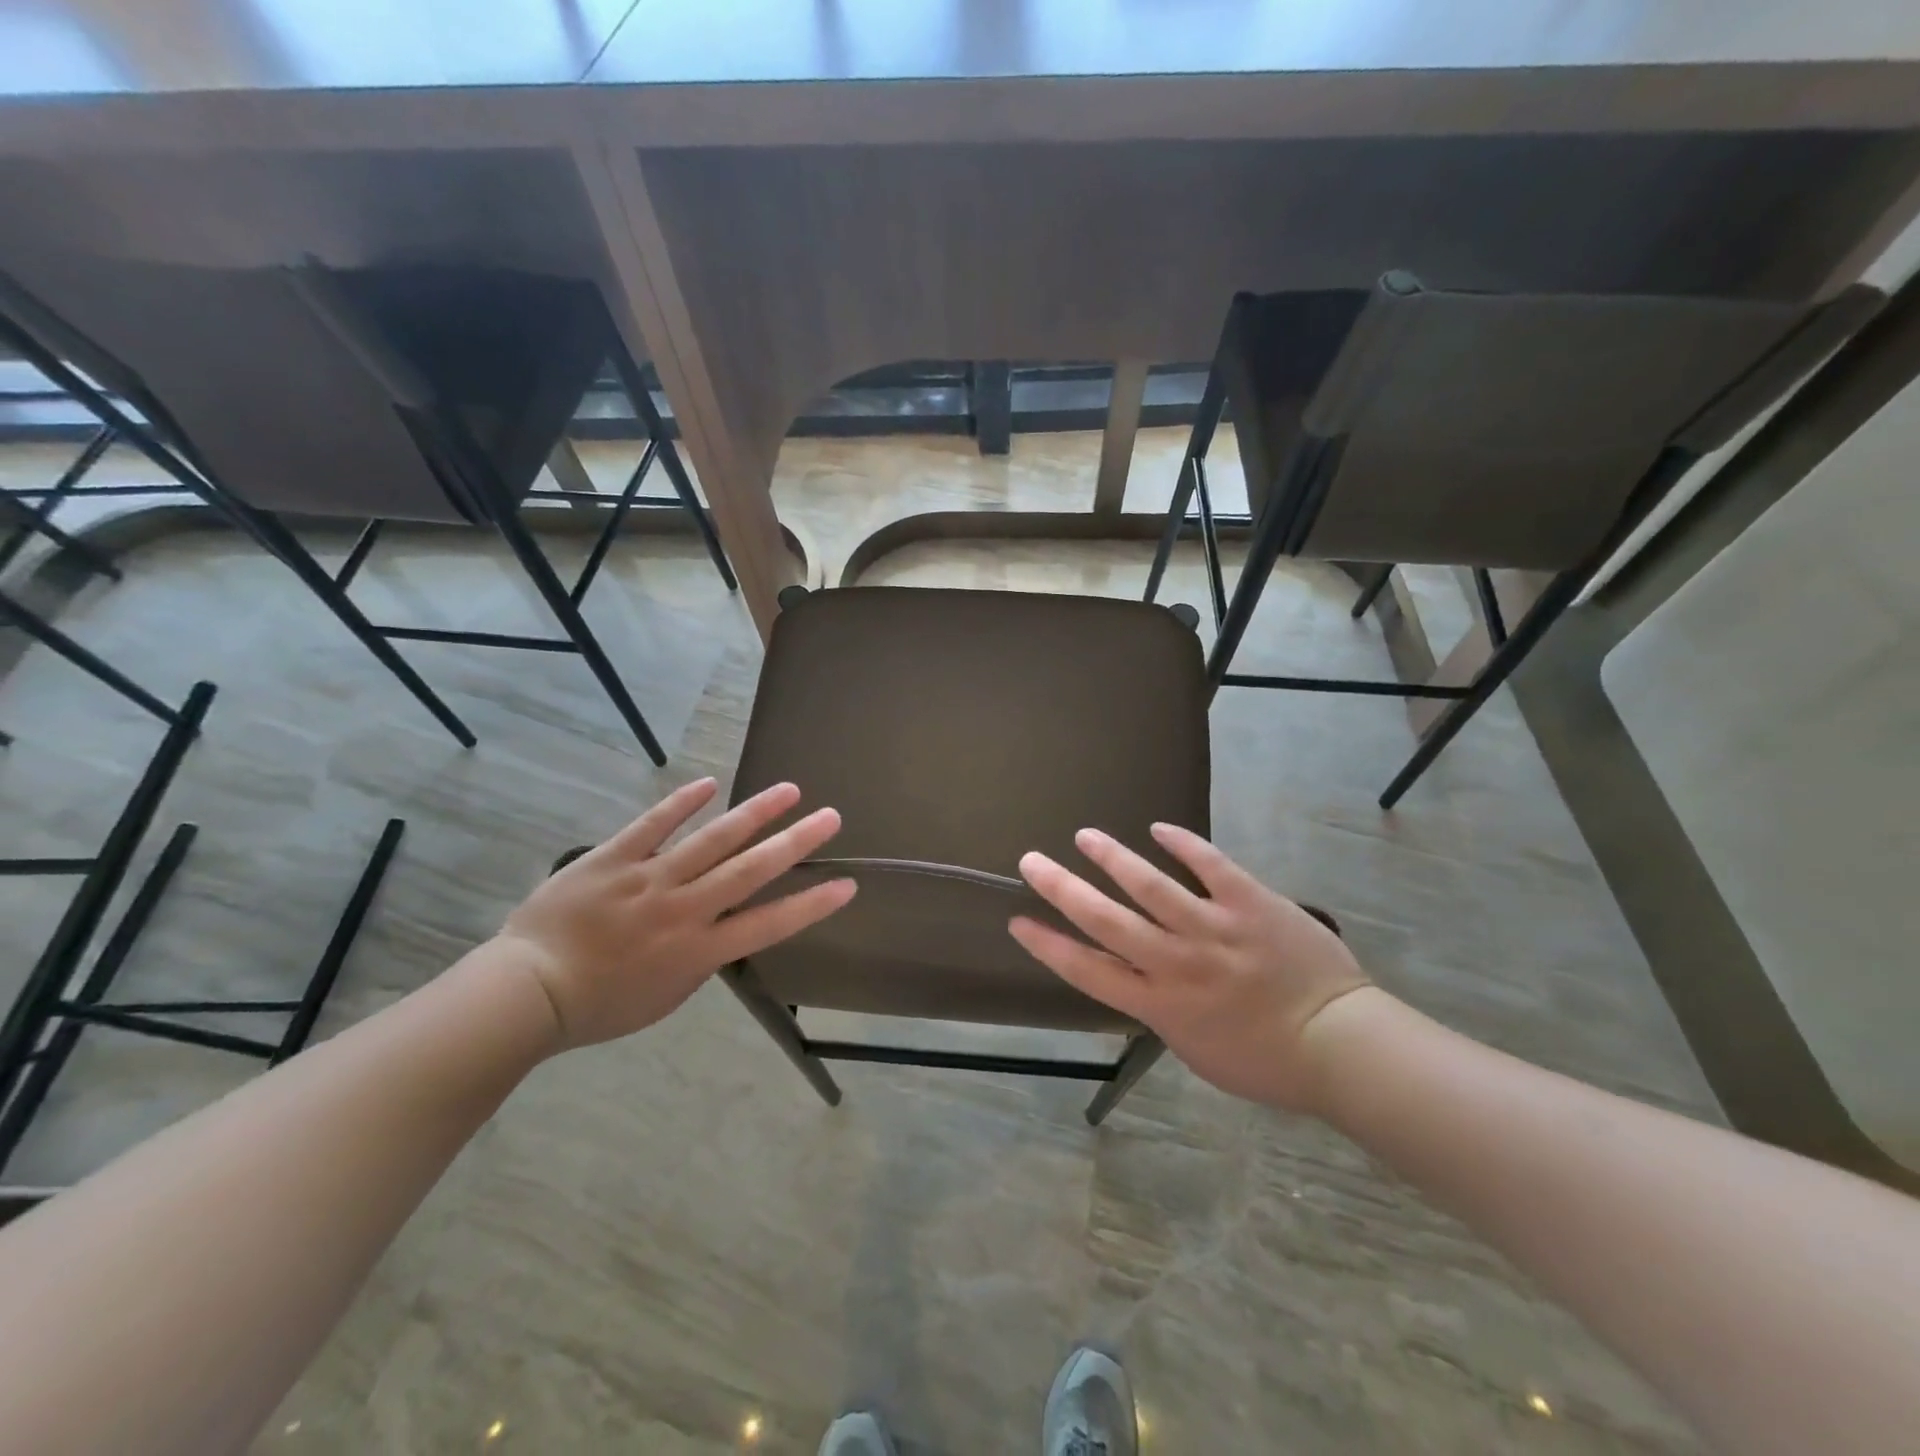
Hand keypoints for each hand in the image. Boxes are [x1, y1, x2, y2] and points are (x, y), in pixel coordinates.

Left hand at [497, 779, 854, 1048]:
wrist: (528, 992)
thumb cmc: (600, 1005)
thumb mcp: (667, 994)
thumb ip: (701, 957)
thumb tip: (721, 924)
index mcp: (699, 950)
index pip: (770, 924)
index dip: (811, 904)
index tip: (846, 884)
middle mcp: (684, 909)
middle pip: (750, 870)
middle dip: (796, 842)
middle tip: (830, 817)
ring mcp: (649, 878)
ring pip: (712, 840)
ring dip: (754, 813)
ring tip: (788, 790)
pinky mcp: (613, 857)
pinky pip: (653, 825)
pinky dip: (682, 803)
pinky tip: (710, 783)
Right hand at [1009, 823, 1368, 1112]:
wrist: (1340, 1045)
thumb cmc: (1266, 1062)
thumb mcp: (1196, 1050)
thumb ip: (1161, 1011)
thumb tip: (1141, 978)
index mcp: (1160, 1005)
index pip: (1088, 971)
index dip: (1048, 946)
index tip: (1019, 921)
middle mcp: (1176, 964)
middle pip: (1105, 920)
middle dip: (1062, 889)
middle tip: (1031, 861)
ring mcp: (1213, 929)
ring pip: (1149, 886)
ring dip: (1112, 858)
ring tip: (1085, 836)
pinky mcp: (1249, 902)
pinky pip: (1210, 866)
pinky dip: (1182, 844)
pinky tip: (1158, 829)